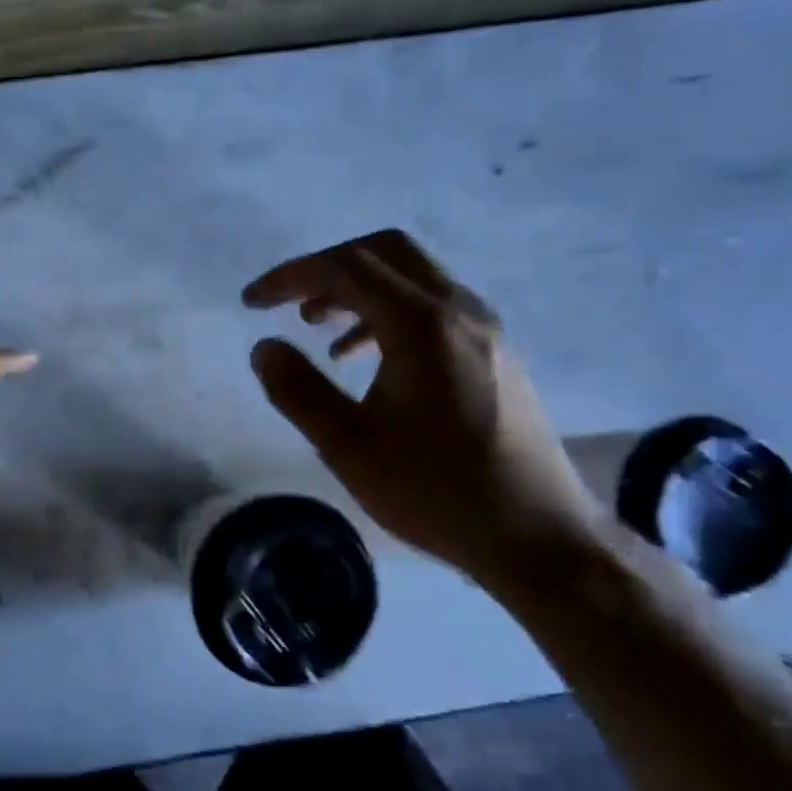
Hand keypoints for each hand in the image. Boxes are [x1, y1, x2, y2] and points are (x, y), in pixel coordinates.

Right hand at [243, 229, 602, 587]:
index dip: (290, 277)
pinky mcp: (495, 353)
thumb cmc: (436, 492)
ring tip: (318, 328)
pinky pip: (434, 307)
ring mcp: (484, 330)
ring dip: (359, 290)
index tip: (252, 302)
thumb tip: (263, 348)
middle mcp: (459, 310)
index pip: (345, 268)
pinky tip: (367, 358)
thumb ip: (298, 390)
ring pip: (413, 277)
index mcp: (420, 326)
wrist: (539, 538)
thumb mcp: (348, 447)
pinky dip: (389, 313)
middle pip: (385, 252)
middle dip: (328, 268)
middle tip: (291, 302)